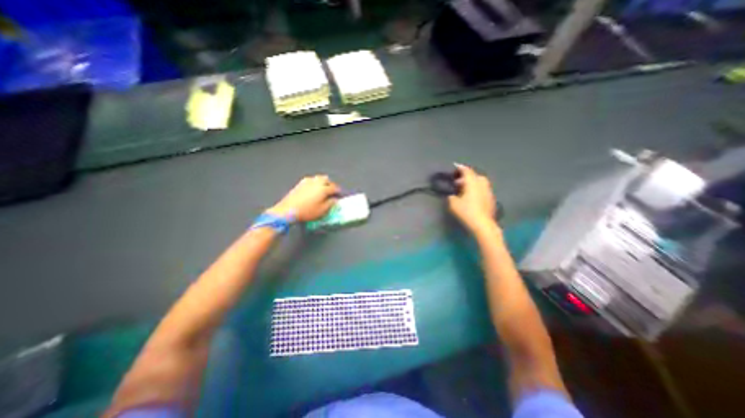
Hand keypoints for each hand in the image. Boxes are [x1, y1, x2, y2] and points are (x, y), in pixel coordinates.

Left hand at [268, 174, 339, 221]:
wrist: (288, 210)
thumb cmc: (307, 211)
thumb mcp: (322, 210)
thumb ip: (331, 204)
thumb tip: (335, 200)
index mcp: (323, 189)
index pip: (334, 187)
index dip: (338, 191)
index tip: (339, 195)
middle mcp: (316, 183)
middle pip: (327, 179)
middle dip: (331, 184)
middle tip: (332, 191)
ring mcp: (307, 181)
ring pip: (319, 177)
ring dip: (323, 182)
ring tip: (324, 188)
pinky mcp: (300, 183)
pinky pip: (311, 179)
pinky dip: (315, 182)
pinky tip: (313, 188)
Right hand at [445, 163, 495, 232]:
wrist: (483, 224)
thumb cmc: (467, 212)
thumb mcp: (453, 204)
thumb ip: (451, 197)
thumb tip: (452, 195)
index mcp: (472, 183)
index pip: (467, 171)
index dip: (460, 168)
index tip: (455, 165)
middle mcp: (482, 184)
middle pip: (475, 176)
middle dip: (466, 176)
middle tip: (458, 182)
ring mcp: (488, 191)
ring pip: (480, 182)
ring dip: (472, 183)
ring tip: (464, 189)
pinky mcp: (491, 199)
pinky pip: (483, 189)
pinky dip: (476, 189)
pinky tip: (471, 197)